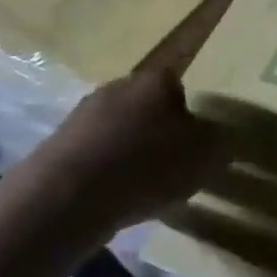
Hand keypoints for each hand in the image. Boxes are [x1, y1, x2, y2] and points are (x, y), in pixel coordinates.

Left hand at [1, 65, 223, 244]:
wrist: (69, 195)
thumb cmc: (149, 165)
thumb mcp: (206, 154)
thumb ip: (217, 141)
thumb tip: (215, 137)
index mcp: (155, 81)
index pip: (179, 86)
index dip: (190, 114)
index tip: (195, 142)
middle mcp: (117, 87)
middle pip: (146, 106)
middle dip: (159, 130)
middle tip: (173, 163)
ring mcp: (82, 114)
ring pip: (119, 129)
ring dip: (131, 150)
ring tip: (144, 185)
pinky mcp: (58, 144)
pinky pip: (96, 152)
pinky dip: (107, 169)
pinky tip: (115, 194)